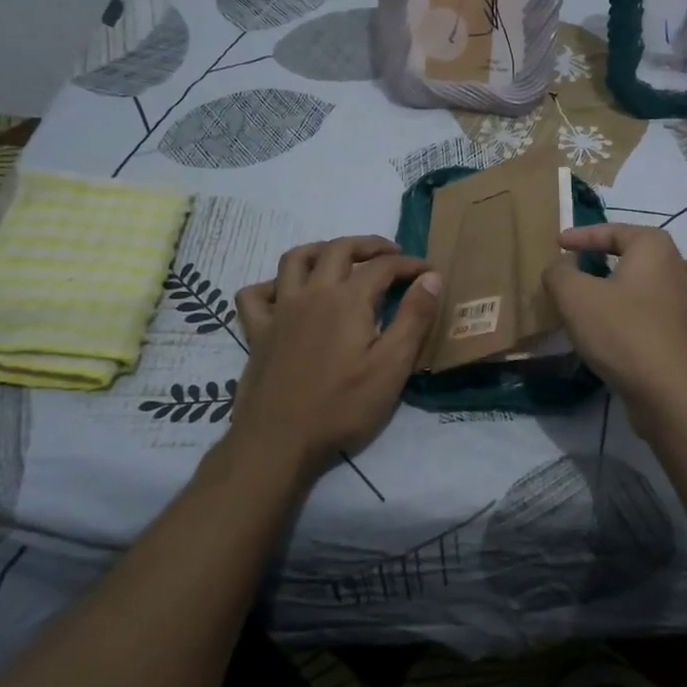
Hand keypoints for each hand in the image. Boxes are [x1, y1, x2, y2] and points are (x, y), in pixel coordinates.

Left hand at [229, 236, 440, 481]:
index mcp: (348, 299)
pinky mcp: (257, 332)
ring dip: (322, 250)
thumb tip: (431, 277)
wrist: (278, 441)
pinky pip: (255, 294)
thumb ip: (414, 318)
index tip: (429, 272)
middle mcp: (312, 293)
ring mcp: (280, 310)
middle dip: (369, 245)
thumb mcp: (392, 367)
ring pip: (295, 259)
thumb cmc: (342, 407)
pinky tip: (286, 294)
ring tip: (340, 259)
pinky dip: (272, 284)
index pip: (384, 266)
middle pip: (339, 249)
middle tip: (391, 255)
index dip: (410, 264)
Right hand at [542, 225, 686, 433]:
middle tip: (592, 267)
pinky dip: (672, 322)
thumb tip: (563, 264)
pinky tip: (658, 332)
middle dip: (621, 256)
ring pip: (678, 283)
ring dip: (656, 284)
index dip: (582, 236)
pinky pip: (685, 322)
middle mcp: (681, 270)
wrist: (669, 391)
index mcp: (654, 249)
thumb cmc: (621, 332)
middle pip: (649, 253)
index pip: (614, 231)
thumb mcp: (574, 296)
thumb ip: (560, 272)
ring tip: (633, 293)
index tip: (559, 244)